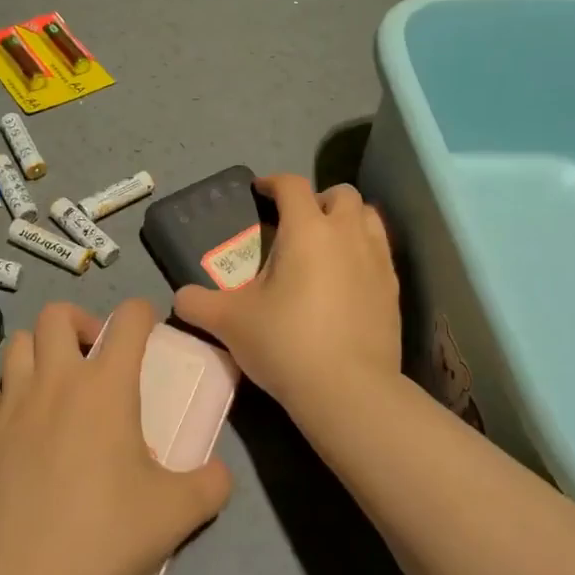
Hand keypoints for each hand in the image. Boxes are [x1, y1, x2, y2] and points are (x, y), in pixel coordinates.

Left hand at [0, 299, 233, 574]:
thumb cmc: (107, 537)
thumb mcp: (177, 513)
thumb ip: (210, 484)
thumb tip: (220, 473)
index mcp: (105, 386)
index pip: (127, 319)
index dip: (142, 313)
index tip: (148, 328)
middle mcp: (56, 380)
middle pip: (57, 314)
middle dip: (81, 321)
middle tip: (96, 356)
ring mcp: (13, 403)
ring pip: (20, 342)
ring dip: (42, 349)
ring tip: (59, 382)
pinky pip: (0, 389)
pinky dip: (17, 391)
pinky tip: (30, 425)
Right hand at [173, 174, 401, 424]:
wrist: (349, 391)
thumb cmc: (286, 343)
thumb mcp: (229, 322)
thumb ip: (198, 303)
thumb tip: (180, 298)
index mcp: (307, 229)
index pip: (292, 185)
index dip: (273, 182)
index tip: (260, 192)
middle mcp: (347, 234)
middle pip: (340, 194)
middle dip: (318, 199)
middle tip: (297, 223)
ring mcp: (377, 261)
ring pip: (368, 218)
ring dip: (347, 221)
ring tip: (326, 245)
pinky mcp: (394, 290)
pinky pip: (380, 252)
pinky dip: (363, 252)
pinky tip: (346, 279)